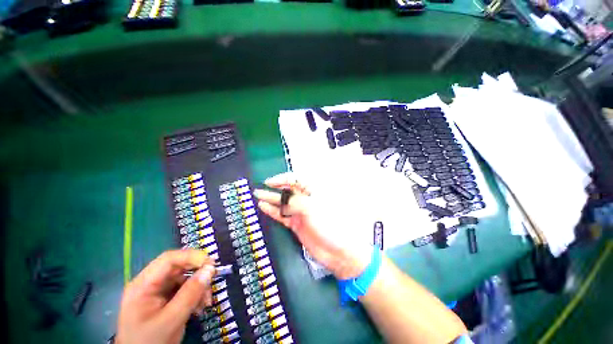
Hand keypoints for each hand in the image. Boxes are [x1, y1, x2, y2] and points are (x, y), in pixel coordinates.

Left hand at [117, 250, 215, 343]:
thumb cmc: (150, 342)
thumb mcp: (171, 320)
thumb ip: (190, 294)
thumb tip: (210, 269)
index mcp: (143, 285)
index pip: (168, 259)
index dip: (191, 257)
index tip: (211, 264)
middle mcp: (150, 283)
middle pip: (179, 267)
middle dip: (198, 274)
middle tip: (212, 281)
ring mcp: (157, 291)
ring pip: (185, 277)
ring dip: (199, 287)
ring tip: (206, 302)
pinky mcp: (165, 298)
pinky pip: (185, 288)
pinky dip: (196, 294)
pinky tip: (200, 307)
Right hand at [254, 172, 371, 279]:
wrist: (336, 251)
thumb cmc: (328, 224)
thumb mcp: (311, 208)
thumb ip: (294, 202)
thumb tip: (282, 200)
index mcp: (312, 191)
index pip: (295, 179)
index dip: (282, 179)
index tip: (270, 182)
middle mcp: (305, 200)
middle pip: (287, 191)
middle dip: (274, 189)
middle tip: (260, 189)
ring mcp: (300, 212)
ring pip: (283, 203)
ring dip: (271, 199)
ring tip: (258, 196)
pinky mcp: (296, 224)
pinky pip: (282, 215)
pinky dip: (273, 211)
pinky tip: (264, 207)